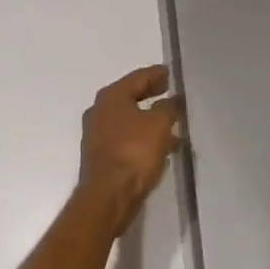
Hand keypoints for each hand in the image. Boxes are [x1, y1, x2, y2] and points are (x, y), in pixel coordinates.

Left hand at [78, 65, 181, 236]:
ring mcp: (97, 134)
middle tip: (169, 91)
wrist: (108, 196)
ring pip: (128, 119)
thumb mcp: (159, 125)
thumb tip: (173, 100)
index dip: (156, 74)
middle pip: (130, 96)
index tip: (170, 73)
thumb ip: (168, 108)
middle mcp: (99, 111)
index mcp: (111, 97)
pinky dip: (142, 137)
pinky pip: (126, 138)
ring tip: (172, 122)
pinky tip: (161, 146)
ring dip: (149, 119)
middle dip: (150, 94)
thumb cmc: (134, 152)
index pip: (138, 77)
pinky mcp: (101, 155)